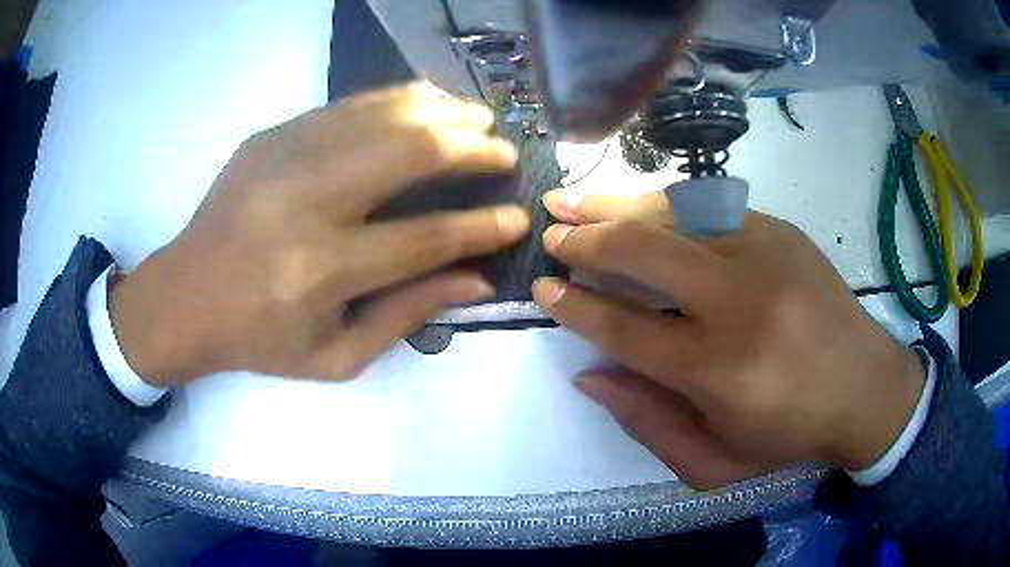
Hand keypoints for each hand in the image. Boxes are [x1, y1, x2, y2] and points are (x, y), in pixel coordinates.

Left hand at [110, 84, 528, 385]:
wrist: (184, 296)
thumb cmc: (258, 339)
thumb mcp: (335, 355)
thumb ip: (407, 315)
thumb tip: (477, 279)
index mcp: (321, 270)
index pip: (425, 238)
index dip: (481, 226)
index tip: (518, 217)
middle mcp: (306, 201)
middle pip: (410, 153)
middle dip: (472, 148)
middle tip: (504, 152)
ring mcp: (284, 156)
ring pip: (383, 114)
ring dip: (443, 111)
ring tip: (478, 117)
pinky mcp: (271, 134)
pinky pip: (349, 104)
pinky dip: (398, 99)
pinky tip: (427, 102)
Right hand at [533, 191, 925, 488]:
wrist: (867, 389)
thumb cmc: (790, 435)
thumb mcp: (714, 462)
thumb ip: (647, 421)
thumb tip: (590, 374)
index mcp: (717, 369)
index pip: (624, 327)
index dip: (576, 306)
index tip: (543, 288)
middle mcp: (737, 301)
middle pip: (643, 252)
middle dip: (586, 240)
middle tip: (552, 234)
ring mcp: (764, 253)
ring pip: (673, 214)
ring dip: (617, 206)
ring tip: (574, 201)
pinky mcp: (781, 231)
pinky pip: (709, 207)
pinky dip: (665, 205)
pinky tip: (640, 206)